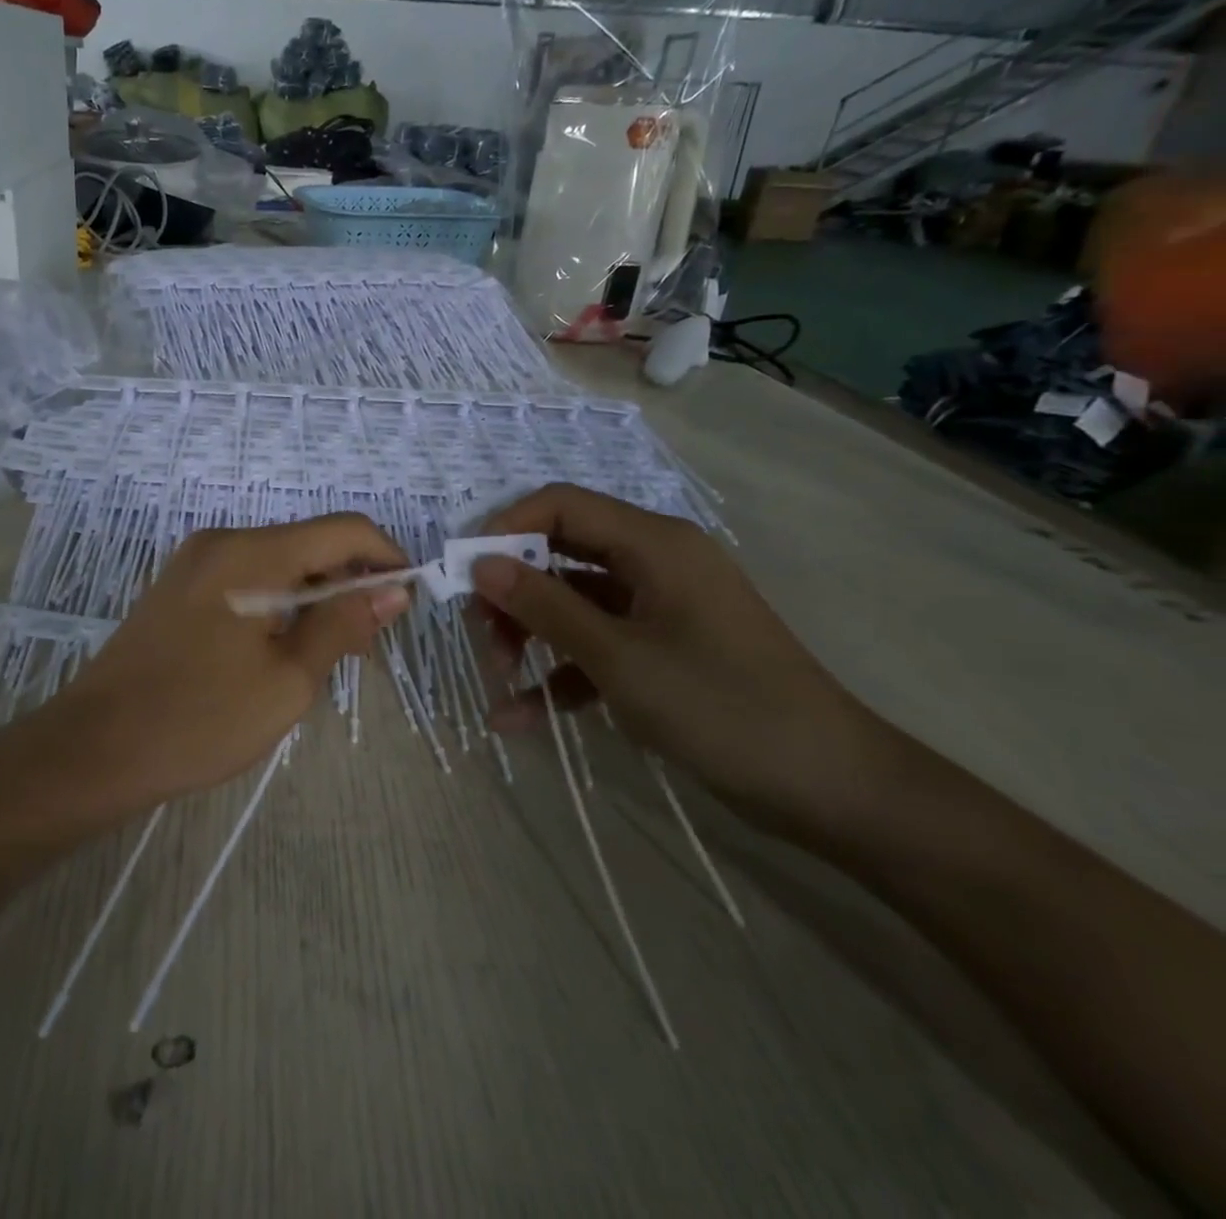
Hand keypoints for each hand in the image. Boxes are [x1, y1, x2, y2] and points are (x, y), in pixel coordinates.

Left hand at [48, 515, 410, 811]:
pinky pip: (248, 577)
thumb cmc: (199, 719)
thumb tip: (391, 589)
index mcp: (252, 552)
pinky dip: (280, 601)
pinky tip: (284, 646)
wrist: (95, 748)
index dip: (386, 556)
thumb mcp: (287, 680)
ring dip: (315, 595)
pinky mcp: (180, 586)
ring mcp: (195, 561)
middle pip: (309, 542)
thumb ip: (343, 624)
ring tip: (329, 653)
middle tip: (368, 642)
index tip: (407, 600)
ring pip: (279, 562)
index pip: (343, 528)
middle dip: (350, 581)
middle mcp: (223, 540)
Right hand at [472, 483, 889, 831]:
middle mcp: (653, 563)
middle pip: (559, 554)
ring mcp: (657, 609)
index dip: (504, 529)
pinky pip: (596, 646)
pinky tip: (520, 718)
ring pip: (572, 603)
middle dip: (513, 594)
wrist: (829, 789)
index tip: (465, 574)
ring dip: (530, 637)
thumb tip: (480, 564)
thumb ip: (544, 605)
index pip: (559, 505)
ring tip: (499, 682)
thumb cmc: (721, 706)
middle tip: (482, 638)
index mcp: (652, 543)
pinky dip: (560, 675)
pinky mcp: (661, 650)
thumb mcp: (619, 656)